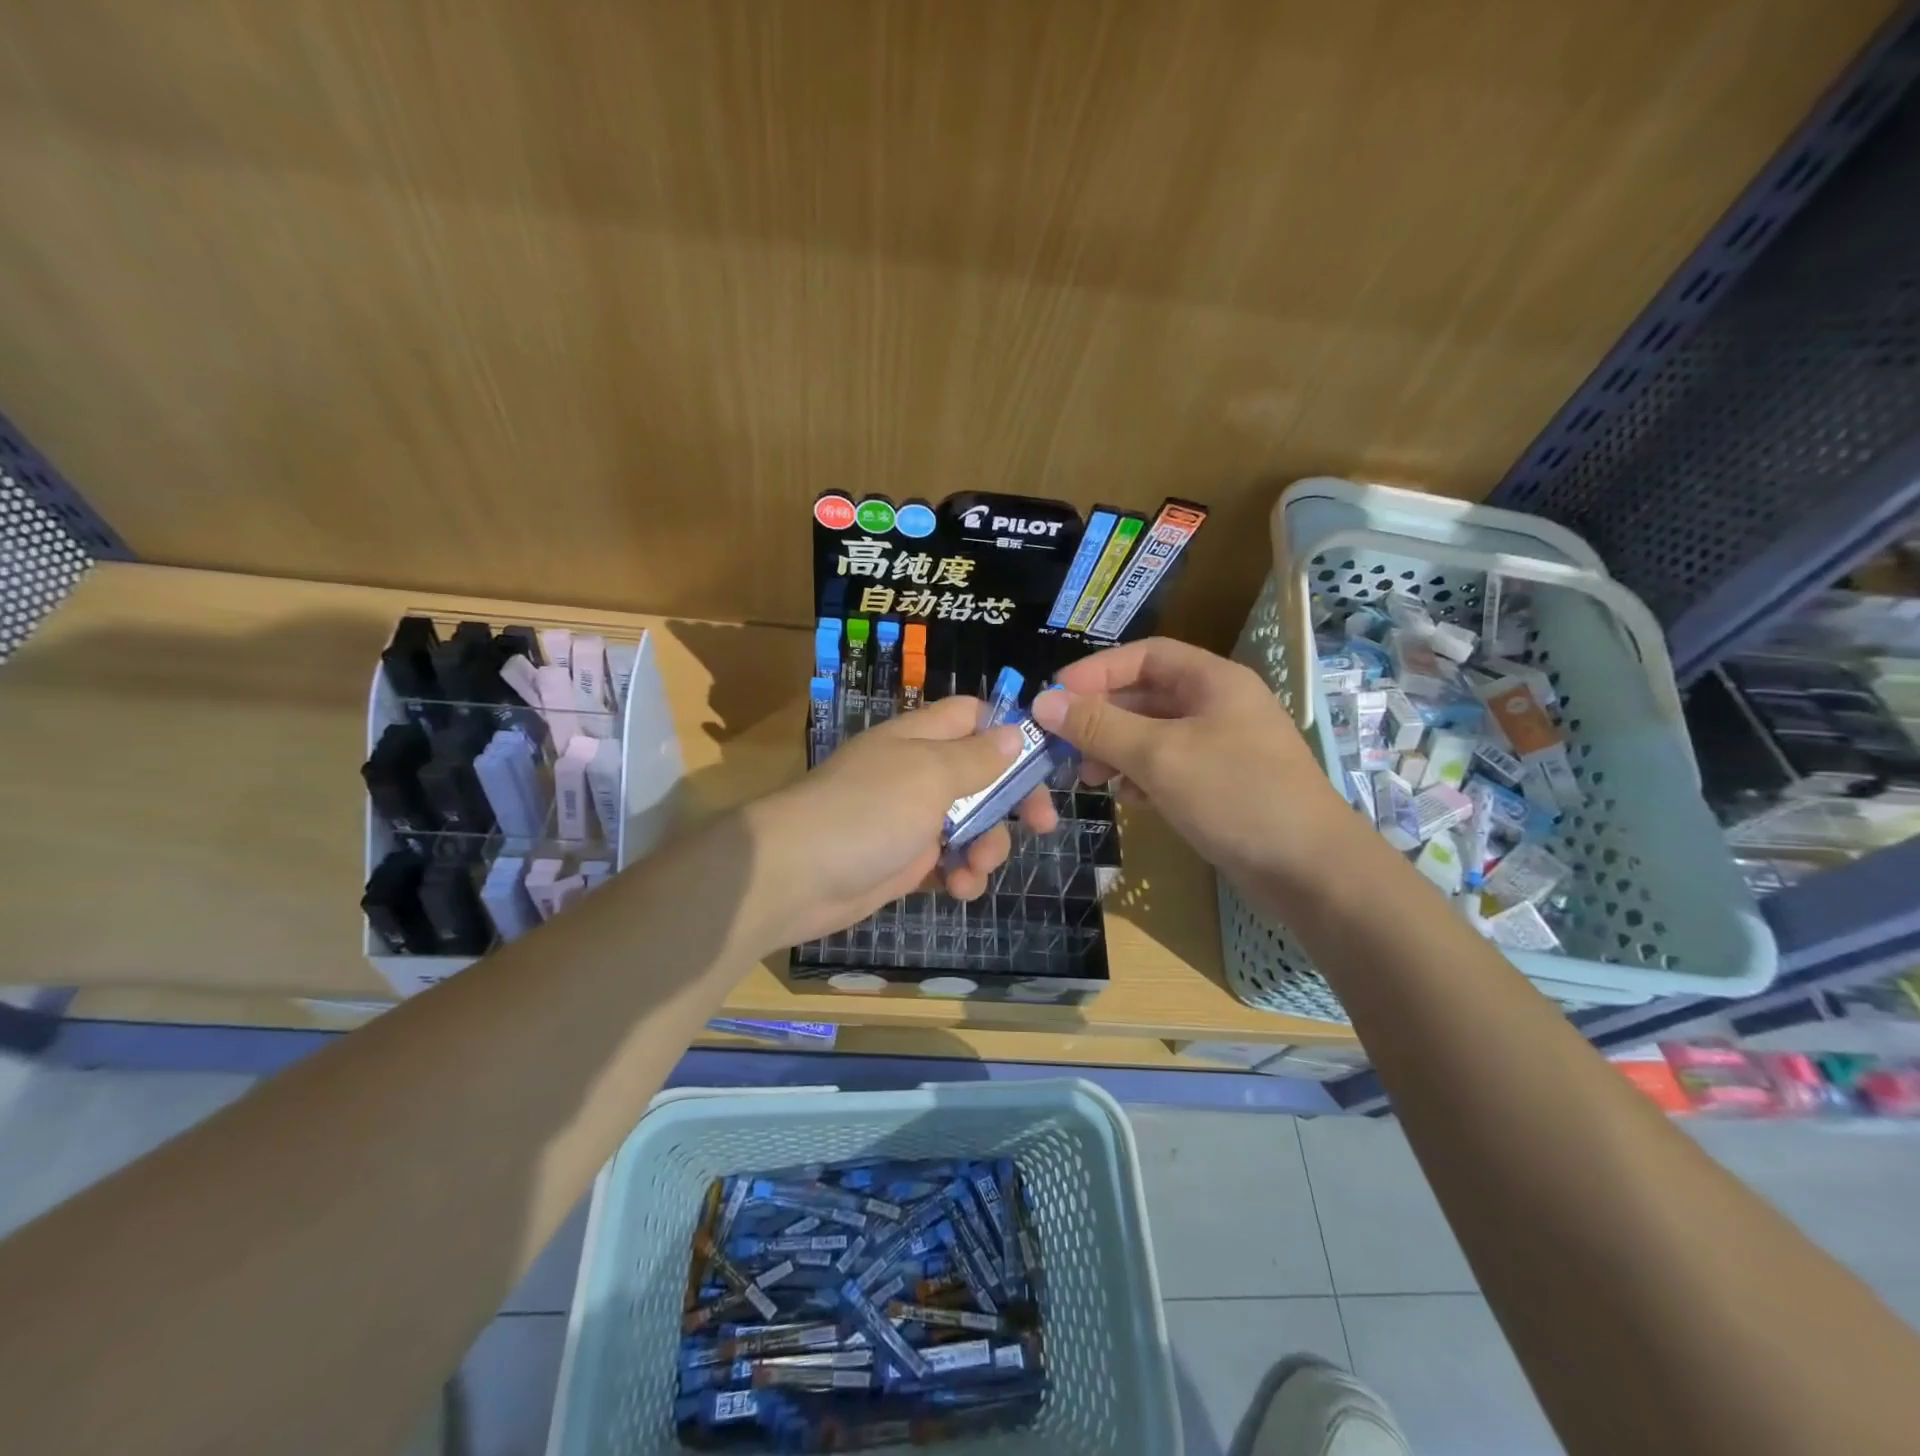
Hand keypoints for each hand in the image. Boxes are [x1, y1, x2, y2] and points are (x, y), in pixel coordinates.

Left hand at [745, 695, 1057, 947]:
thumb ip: (976, 757)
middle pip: (983, 775)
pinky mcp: (904, 863)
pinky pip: (949, 863)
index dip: (1009, 730)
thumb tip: (1015, 732)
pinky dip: (960, 875)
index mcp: (921, 738)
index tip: (1042, 760)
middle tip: (1042, 824)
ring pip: (972, 825)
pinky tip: (958, 890)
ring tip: (975, 870)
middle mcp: (917, 773)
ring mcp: (910, 820)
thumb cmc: (868, 811)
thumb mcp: (930, 774)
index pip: (973, 716)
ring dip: (987, 847)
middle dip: (1013, 801)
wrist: (795, 876)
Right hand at [1031, 637, 1351, 889]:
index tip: (1054, 697)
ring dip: (1116, 750)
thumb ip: (1099, 726)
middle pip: (1145, 696)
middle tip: (1063, 745)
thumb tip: (1043, 701)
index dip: (1095, 671)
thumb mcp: (1159, 755)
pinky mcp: (1221, 786)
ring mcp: (1222, 748)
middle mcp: (1218, 706)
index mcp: (1213, 681)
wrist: (1311, 871)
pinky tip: (1127, 798)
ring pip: (1153, 735)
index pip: (1143, 656)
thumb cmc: (1235, 796)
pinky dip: (1141, 777)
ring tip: (1090, 777)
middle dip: (1101, 718)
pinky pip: (1168, 768)